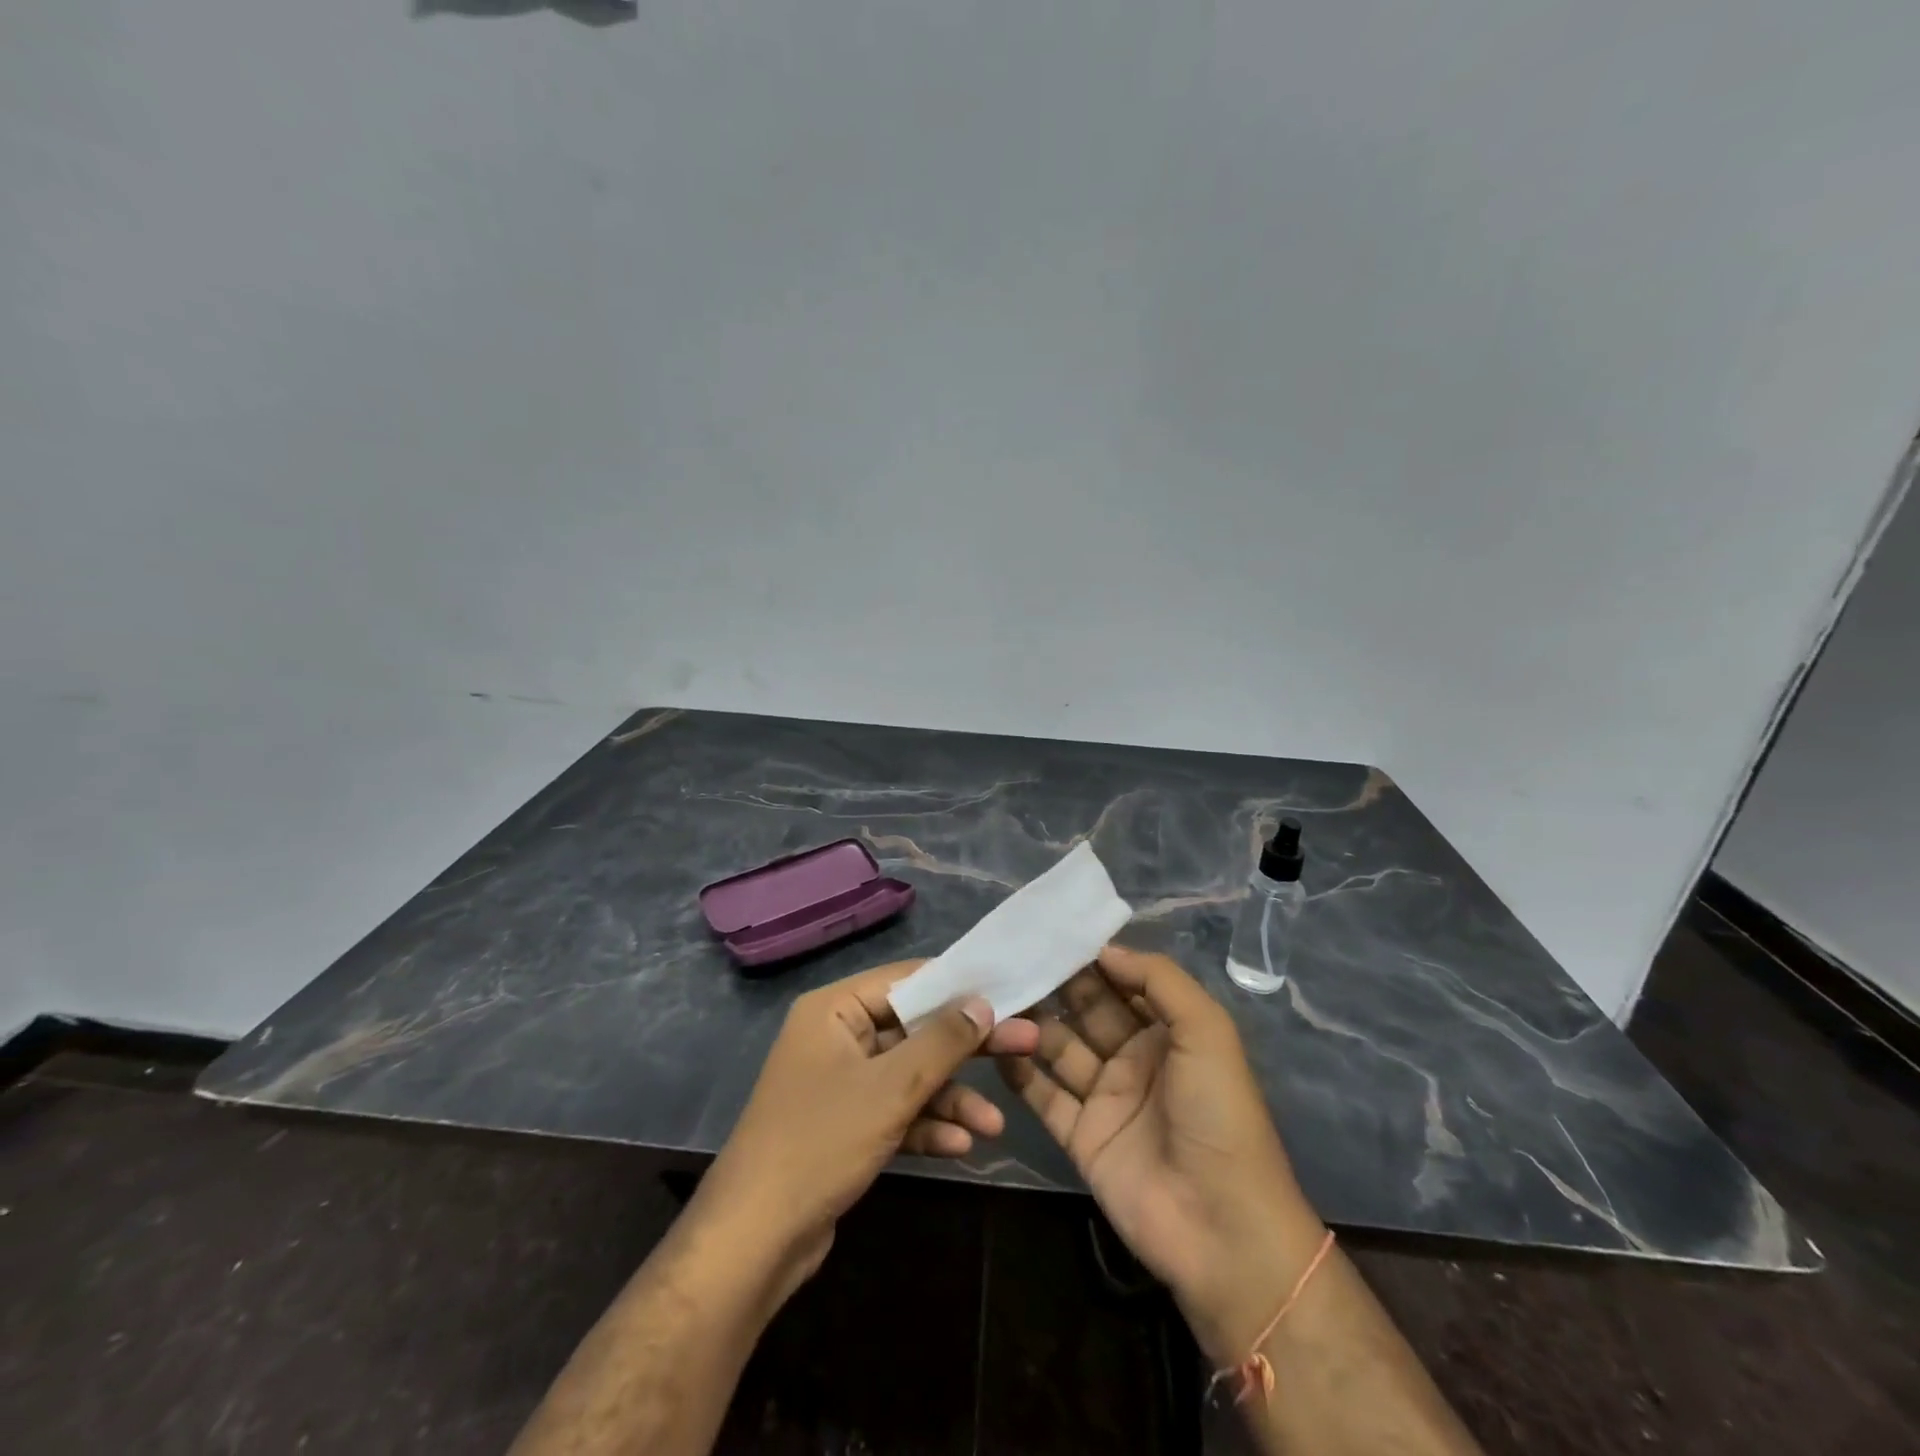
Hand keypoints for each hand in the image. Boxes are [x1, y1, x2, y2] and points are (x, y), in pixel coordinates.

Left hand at [695, 960, 1039, 1294]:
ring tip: (995, 1123)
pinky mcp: (846, 1125)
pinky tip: (962, 1146)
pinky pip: (895, 1111)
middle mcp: (837, 1037)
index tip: (1007, 992)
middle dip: (965, 1048)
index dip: (958, 986)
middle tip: (1025, 1045)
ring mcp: (841, 1083)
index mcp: (835, 1010)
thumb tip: (982, 1003)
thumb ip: (941, 1042)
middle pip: (914, 1030)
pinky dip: (925, 1124)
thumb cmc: (821, 1142)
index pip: (906, 980)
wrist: (755, 1241)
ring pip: (909, 1076)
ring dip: (950, 1097)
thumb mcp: (890, 1089)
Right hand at [997, 944, 1324, 1360]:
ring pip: (1058, 1046)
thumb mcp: (1206, 1031)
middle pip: (1085, 1010)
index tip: (1047, 932)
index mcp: (1167, 1031)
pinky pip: (1043, 1094)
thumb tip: (1103, 950)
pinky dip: (1019, 1071)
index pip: (1121, 981)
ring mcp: (1105, 1097)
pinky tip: (994, 1044)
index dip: (1090, 957)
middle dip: (1053, 984)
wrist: (1221, 1228)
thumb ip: (1158, 980)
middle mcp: (1133, 1057)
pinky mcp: (1079, 1136)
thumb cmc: (1218, 1115)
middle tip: (1010, 956)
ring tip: (993, 994)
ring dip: (1030, 1022)